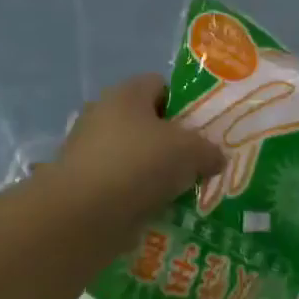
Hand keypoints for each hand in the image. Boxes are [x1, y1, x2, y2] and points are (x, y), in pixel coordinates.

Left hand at [46, 74, 224, 233]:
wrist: (84, 213)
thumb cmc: (140, 164)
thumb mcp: (192, 151)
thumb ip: (209, 150)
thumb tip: (216, 158)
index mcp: (126, 94)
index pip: (159, 84)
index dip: (184, 102)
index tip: (202, 127)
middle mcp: (102, 115)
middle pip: (146, 122)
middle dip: (171, 141)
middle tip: (196, 160)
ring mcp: (88, 150)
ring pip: (134, 155)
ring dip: (155, 171)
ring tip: (181, 189)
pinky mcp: (82, 184)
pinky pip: (121, 184)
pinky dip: (138, 194)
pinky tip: (158, 209)